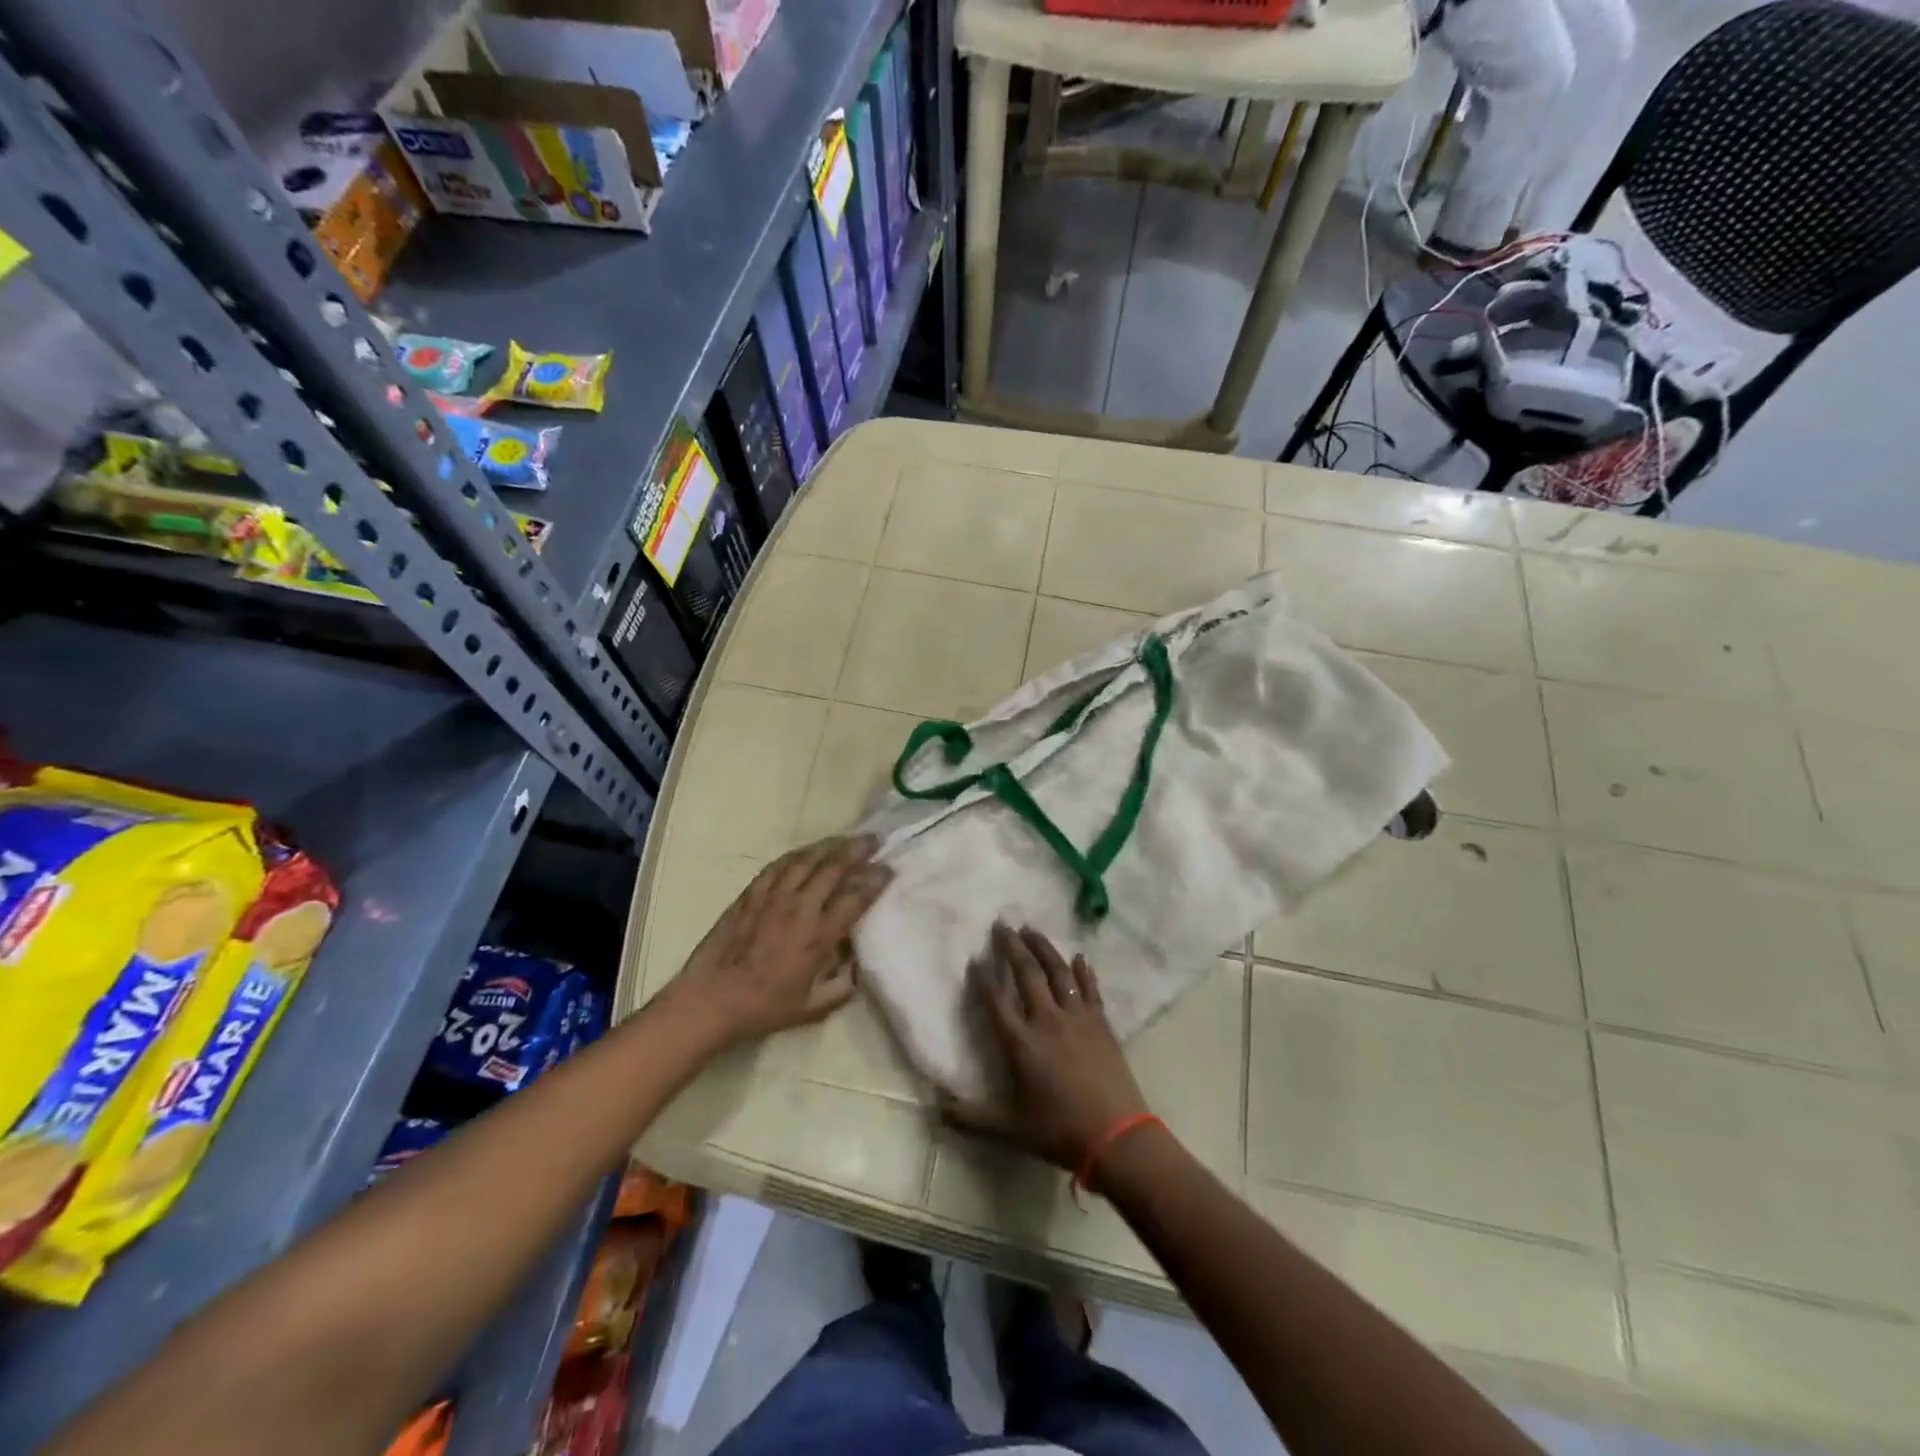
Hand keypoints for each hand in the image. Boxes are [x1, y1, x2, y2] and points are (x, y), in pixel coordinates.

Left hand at [667, 835, 891, 1046]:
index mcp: (818, 936)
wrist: (711, 1000)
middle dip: (858, 851)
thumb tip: (857, 961)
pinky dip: (799, 854)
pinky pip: (779, 864)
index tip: (888, 870)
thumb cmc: (764, 1007)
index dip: (875, 880)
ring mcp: (773, 897)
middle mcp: (799, 909)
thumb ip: (843, 985)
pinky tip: (809, 851)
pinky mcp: (751, 893)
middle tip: (874, 842)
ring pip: (807, 859)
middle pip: (834, 867)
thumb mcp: (813, 1008)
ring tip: (846, 839)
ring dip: (831, 845)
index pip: (855, 897)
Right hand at [942, 924, 1151, 1183]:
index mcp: (1021, 1043)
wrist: (1117, 1137)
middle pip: (1027, 974)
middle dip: (1012, 947)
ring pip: (1058, 972)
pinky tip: (1079, 956)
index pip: (996, 1001)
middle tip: (1002, 925)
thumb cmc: (1060, 1132)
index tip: (974, 959)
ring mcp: (1077, 1018)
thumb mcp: (1011, 1129)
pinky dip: (1084, 971)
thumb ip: (973, 1117)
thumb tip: (938, 1110)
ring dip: (1044, 948)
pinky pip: (1090, 989)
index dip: (983, 979)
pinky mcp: (1101, 1023)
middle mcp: (1047, 1021)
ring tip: (1032, 929)